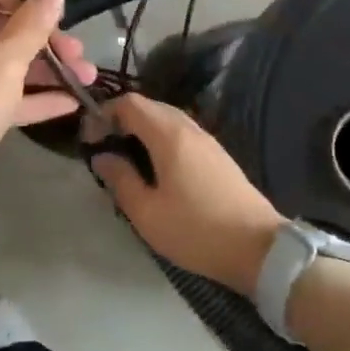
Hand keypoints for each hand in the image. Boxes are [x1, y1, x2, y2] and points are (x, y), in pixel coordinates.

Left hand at [0, 0, 95, 212]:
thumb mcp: (6, 61)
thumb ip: (33, 25)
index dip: (29, 0)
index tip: (61, 20)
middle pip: (1, 27)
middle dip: (45, 41)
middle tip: (80, 56)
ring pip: (2, 62)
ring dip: (44, 69)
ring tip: (85, 79)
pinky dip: (28, 94)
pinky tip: (67, 103)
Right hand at [91, 93, 286, 293]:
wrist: (259, 248)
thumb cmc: (196, 230)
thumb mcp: (147, 212)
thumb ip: (120, 179)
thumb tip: (102, 156)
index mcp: (169, 135)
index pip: (130, 103)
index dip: (104, 113)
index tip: (90, 139)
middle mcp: (189, 128)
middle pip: (149, 106)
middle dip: (122, 119)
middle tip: (105, 147)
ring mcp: (207, 140)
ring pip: (167, 119)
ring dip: (142, 129)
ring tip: (127, 158)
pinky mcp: (218, 155)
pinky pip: (182, 133)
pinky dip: (161, 138)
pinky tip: (156, 167)